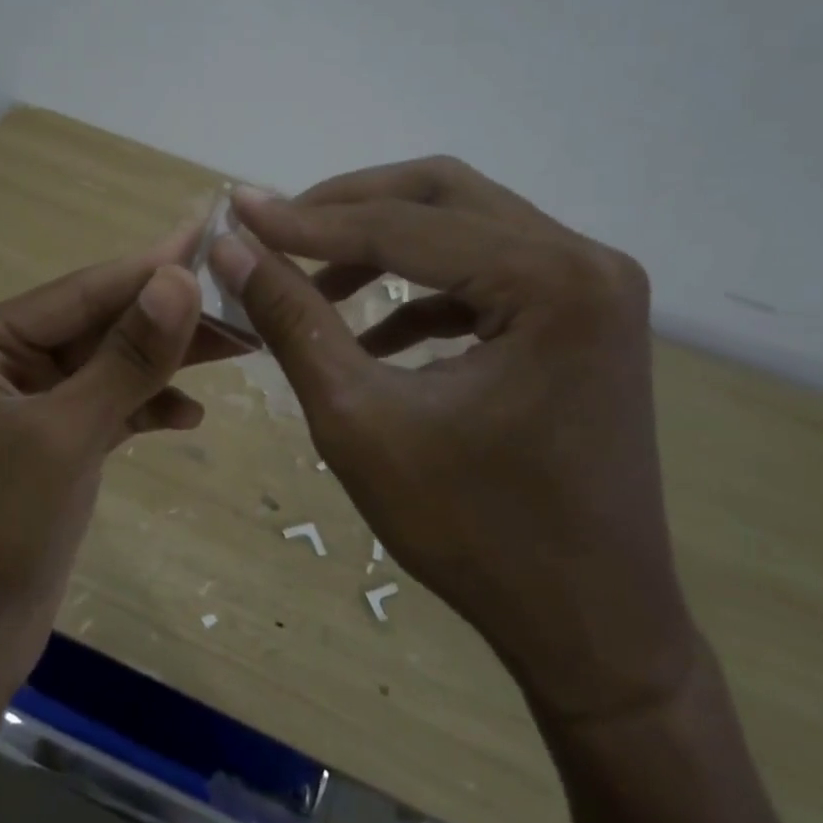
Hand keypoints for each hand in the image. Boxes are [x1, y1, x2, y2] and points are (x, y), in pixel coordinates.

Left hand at [0, 235, 222, 693]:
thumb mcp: (64, 436)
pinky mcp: (56, 445)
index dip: (154, 267)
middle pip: (103, 324)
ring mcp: (34, 404)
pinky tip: (189, 416)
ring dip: (167, 361)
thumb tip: (180, 278)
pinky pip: (110, 407)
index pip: (86, 291)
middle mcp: (7, 360)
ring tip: (239, 350)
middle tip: (244, 301)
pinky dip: (147, 407)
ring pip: (112, 365)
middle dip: (169, 318)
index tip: (218, 238)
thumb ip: (126, 357)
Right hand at [210, 158, 698, 725]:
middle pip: (443, 196)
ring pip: (463, 226)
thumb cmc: (474, 532)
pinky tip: (366, 331)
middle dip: (348, 208)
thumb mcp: (360, 420)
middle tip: (274, 229)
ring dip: (380, 245)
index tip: (234, 212)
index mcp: (551, 281)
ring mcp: (590, 290)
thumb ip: (293, 320)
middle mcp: (585, 262)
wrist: (588, 626)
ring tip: (309, 278)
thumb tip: (231, 248)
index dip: (308, 220)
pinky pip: (483, 276)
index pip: (405, 225)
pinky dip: (418, 291)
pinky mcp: (578, 321)